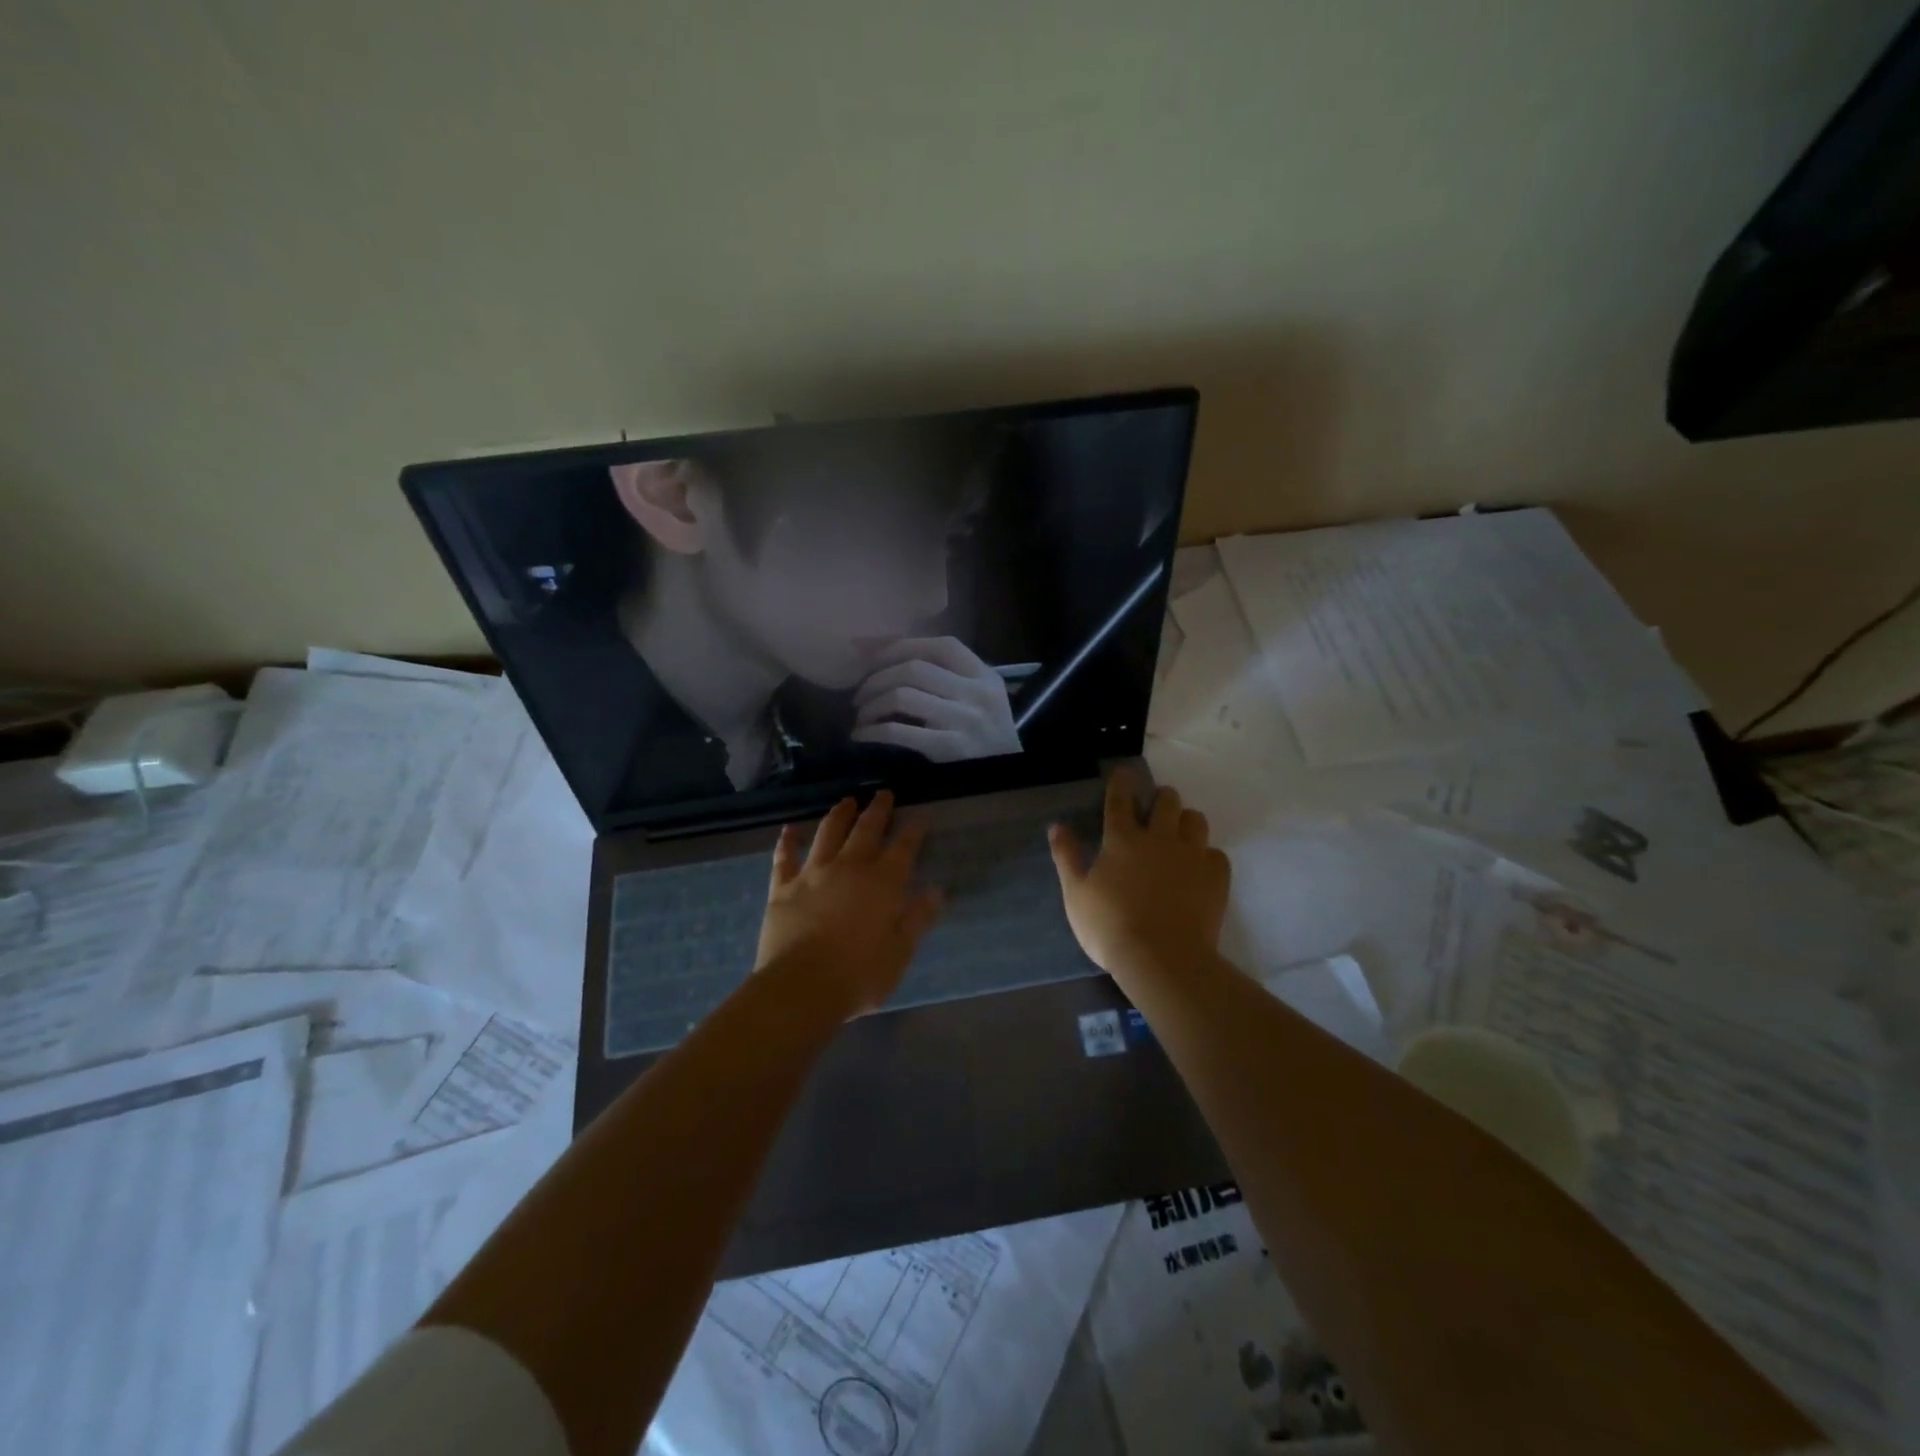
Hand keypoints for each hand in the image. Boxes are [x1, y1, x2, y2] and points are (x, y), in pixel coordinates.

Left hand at [757, 791, 943, 1017]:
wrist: (801, 987)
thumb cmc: (859, 976)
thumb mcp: (900, 953)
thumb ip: (917, 919)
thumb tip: (936, 892)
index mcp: (883, 883)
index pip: (903, 847)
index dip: (914, 829)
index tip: (920, 815)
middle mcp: (849, 868)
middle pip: (866, 830)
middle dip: (877, 810)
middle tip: (883, 793)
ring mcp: (813, 874)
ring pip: (827, 833)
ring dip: (839, 815)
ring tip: (846, 801)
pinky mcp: (782, 887)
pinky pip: (784, 857)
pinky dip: (787, 841)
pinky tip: (789, 829)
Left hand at [850, 637, 1022, 761]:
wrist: (1018, 764)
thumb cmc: (991, 725)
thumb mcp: (981, 690)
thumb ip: (947, 672)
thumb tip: (885, 652)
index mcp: (981, 674)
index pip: (937, 647)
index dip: (899, 646)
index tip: (871, 657)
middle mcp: (973, 693)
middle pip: (913, 669)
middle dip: (876, 678)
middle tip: (860, 693)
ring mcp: (961, 720)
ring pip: (902, 696)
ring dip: (871, 704)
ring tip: (861, 715)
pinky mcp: (948, 748)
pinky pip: (900, 732)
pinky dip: (873, 731)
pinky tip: (862, 735)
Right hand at [1048, 769, 1229, 980]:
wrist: (1162, 960)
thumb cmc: (1110, 927)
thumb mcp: (1076, 894)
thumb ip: (1067, 857)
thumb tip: (1057, 826)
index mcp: (1122, 839)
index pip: (1120, 799)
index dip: (1121, 782)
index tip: (1124, 772)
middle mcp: (1159, 838)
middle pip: (1167, 801)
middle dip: (1162, 797)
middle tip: (1156, 807)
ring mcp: (1192, 856)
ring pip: (1196, 820)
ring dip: (1186, 821)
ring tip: (1180, 834)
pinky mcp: (1216, 878)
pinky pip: (1216, 854)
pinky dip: (1207, 857)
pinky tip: (1199, 870)